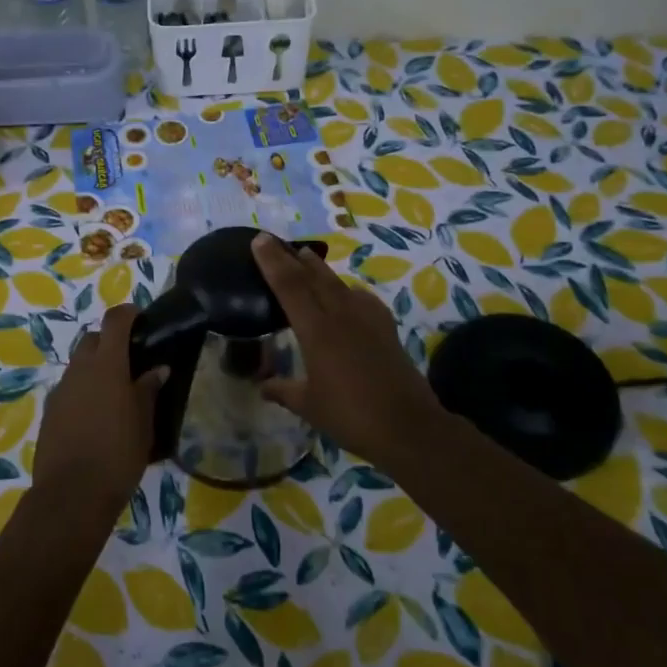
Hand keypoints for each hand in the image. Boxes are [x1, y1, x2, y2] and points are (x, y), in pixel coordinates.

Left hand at [34, 303, 167, 516]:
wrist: (71, 495)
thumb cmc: (118, 454)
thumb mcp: (144, 423)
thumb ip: (148, 390)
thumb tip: (157, 369)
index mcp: (106, 364)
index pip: (115, 321)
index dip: (129, 313)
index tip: (142, 318)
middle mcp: (79, 369)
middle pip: (93, 339)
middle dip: (111, 341)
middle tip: (133, 359)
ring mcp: (61, 389)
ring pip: (79, 364)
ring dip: (96, 367)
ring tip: (117, 391)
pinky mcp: (50, 411)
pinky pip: (70, 388)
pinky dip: (84, 389)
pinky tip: (97, 414)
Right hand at [252, 234, 443, 467]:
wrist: (407, 426)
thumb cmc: (351, 416)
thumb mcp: (309, 405)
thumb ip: (283, 390)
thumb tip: (262, 386)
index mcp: (316, 331)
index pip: (288, 286)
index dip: (272, 261)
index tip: (259, 240)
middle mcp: (340, 315)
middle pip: (312, 276)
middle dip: (292, 257)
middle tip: (275, 241)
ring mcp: (366, 318)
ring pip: (337, 283)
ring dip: (318, 268)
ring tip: (306, 257)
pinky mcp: (386, 327)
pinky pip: (361, 298)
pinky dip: (348, 289)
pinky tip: (348, 294)